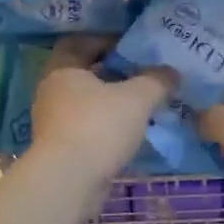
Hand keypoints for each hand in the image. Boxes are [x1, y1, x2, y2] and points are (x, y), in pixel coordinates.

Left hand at [27, 37, 174, 179]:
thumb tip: (172, 72)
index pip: (78, 43)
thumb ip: (156, 81)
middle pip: (82, 74)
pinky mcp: (59, 150)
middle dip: (111, 73)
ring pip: (85, 104)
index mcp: (63, 70)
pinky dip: (105, 127)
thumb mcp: (137, 98)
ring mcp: (52, 123)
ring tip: (140, 106)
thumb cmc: (98, 127)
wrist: (68, 182)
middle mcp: (52, 92)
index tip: (129, 47)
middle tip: (140, 75)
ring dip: (109, 103)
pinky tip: (128, 134)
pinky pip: (85, 128)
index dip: (103, 41)